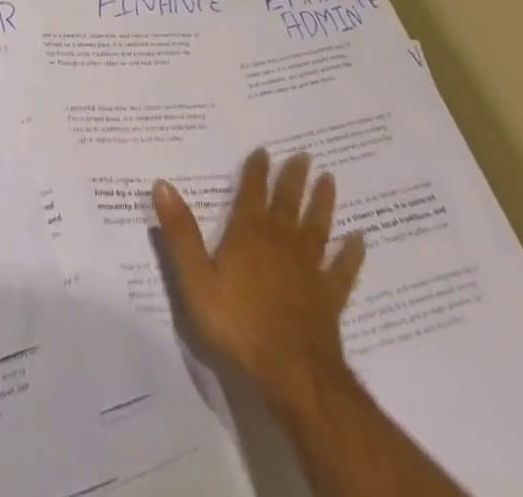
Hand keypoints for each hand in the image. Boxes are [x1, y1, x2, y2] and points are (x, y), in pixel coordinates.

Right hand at [152, 148, 365, 421]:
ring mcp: (309, 269)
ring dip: (323, 203)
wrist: (292, 373)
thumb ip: (180, 232)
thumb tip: (162, 184)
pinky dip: (352, 253)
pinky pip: (343, 269)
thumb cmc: (238, 324)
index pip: (252, 192)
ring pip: (317, 227)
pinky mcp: (329, 296)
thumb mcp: (196, 279)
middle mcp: (281, 242)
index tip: (264, 150)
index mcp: (249, 234)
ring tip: (330, 180)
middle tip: (305, 155)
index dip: (257, 170)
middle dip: (294, 178)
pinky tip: (360, 239)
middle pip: (288, 202)